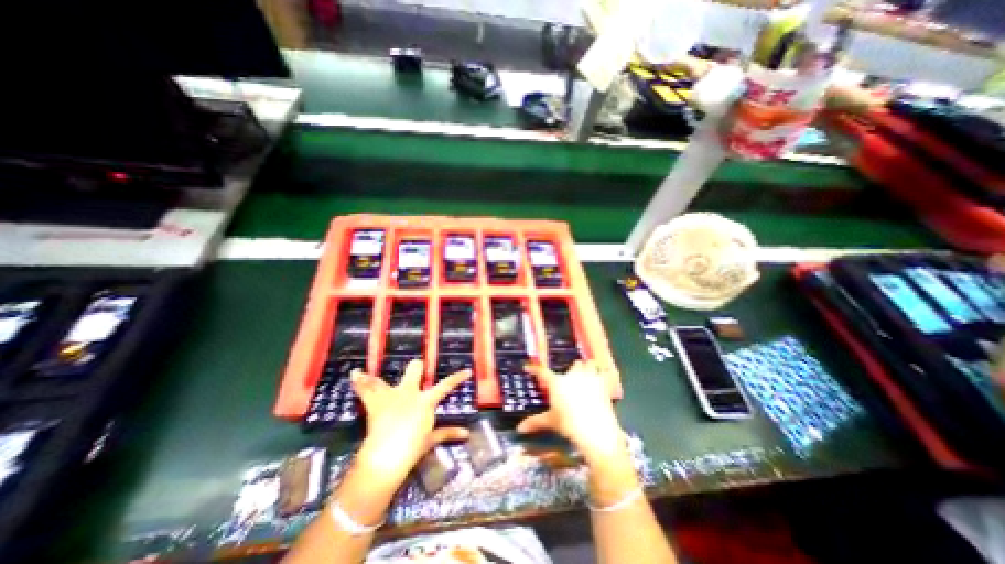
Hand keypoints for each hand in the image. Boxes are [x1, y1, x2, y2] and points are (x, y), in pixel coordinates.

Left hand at [350, 361, 473, 487]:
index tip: (467, 371)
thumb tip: (467, 434)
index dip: (457, 378)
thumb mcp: (430, 440)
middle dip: (416, 367)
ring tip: (366, 371)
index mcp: (425, 401)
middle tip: (416, 368)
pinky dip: (360, 383)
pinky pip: (366, 390)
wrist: (387, 456)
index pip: (446, 386)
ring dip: (376, 376)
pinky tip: (353, 375)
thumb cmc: (412, 448)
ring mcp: (390, 396)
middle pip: (414, 370)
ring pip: (386, 378)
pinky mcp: (375, 403)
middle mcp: (409, 392)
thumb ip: (448, 433)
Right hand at [513, 362, 625, 462]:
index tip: (527, 367)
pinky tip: (603, 380)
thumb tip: (519, 429)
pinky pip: (604, 372)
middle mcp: (571, 375)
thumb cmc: (569, 425)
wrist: (595, 430)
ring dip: (587, 367)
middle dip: (572, 369)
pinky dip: (603, 374)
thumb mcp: (551, 422)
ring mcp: (588, 377)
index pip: (542, 372)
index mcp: (556, 382)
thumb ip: (535, 422)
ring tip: (587, 375)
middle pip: (572, 364)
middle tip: (571, 379)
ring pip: (588, 363)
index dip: (534, 369)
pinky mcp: (603, 383)